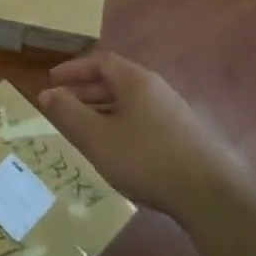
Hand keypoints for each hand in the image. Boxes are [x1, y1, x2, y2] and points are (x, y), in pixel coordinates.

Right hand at [39, 51, 249, 219]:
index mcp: (136, 81)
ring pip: (129, 102)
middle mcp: (156, 88)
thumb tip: (47, 93)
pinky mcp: (182, 135)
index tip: (51, 81)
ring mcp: (173, 111)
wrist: (209, 193)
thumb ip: (68, 113)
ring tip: (81, 129)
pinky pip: (142, 119)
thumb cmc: (145, 159)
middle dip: (84, 91)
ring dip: (101, 110)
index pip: (100, 61)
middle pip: (115, 80)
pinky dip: (119, 124)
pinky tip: (114, 149)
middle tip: (61, 107)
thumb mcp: (97, 137)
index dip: (73, 69)